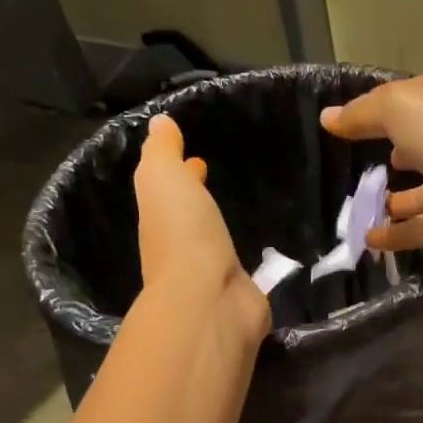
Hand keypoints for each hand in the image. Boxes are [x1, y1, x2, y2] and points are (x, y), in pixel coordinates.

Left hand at [133, 115, 268, 340]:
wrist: (210, 299)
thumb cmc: (184, 234)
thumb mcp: (163, 179)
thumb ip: (162, 152)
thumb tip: (158, 123)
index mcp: (160, 220)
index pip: (168, 190)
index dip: (180, 172)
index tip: (197, 159)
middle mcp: (180, 250)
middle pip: (188, 217)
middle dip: (195, 197)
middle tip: (212, 177)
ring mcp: (210, 276)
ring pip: (213, 243)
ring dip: (218, 227)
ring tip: (239, 212)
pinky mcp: (239, 296)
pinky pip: (242, 270)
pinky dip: (247, 258)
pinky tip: (264, 254)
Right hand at [319, 76, 422, 270]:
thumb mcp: (401, 109)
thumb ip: (363, 114)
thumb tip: (329, 117)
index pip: (410, 100)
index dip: (378, 107)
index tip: (344, 121)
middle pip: (419, 145)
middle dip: (393, 150)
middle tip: (355, 161)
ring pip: (419, 191)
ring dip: (393, 198)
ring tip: (356, 205)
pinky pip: (418, 230)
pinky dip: (394, 234)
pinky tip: (366, 239)